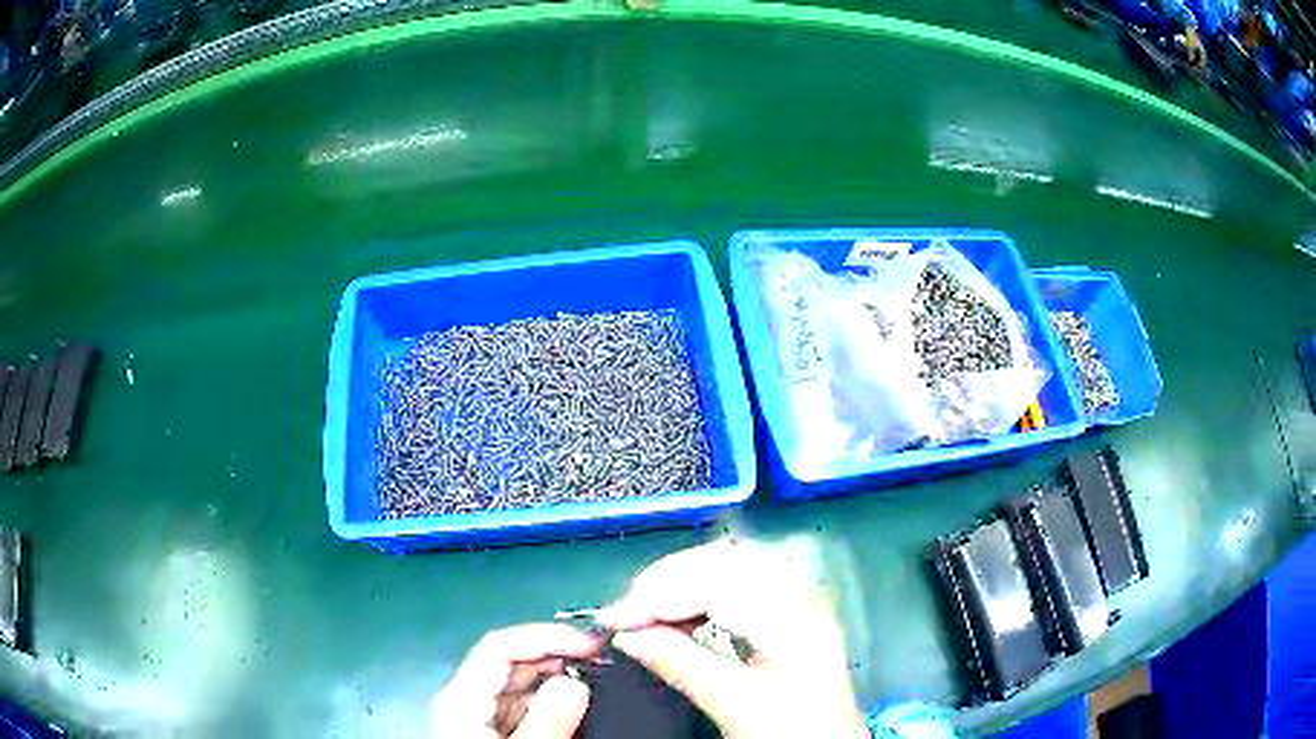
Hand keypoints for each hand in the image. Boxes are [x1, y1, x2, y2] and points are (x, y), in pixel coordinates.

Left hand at [431, 623, 601, 737]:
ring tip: (601, 681)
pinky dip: (556, 700)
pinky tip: (582, 705)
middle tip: (606, 663)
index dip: (546, 637)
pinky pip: (528, 705)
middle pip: (513, 662)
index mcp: (464, 698)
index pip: (501, 647)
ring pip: (523, 683)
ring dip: (561, 678)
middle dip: (559, 657)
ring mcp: (483, 715)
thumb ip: (548, 721)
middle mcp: (470, 698)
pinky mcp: (497, 730)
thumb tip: (576, 681)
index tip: (593, 645)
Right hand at [597, 539, 868, 738]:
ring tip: (642, 611)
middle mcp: (800, 597)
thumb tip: (625, 635)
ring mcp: (797, 603)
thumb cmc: (793, 732)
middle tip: (624, 612)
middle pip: (726, 561)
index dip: (660, 592)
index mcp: (795, 616)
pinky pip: (737, 588)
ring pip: (730, 569)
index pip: (718, 580)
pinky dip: (699, 597)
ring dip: (681, 584)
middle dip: (668, 580)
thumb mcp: (736, 705)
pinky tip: (677, 615)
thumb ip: (680, 664)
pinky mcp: (788, 616)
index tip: (614, 616)